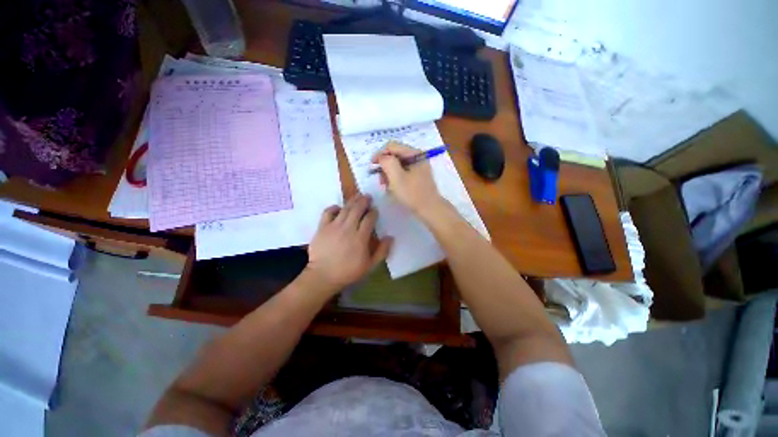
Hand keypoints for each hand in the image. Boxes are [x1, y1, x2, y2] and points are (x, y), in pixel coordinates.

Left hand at [305, 194, 392, 294]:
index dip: (373, 212)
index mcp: (360, 238)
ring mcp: (333, 226)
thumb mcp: (370, 265)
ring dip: (352, 201)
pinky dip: (334, 207)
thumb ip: (382, 251)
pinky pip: (328, 212)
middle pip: (357, 209)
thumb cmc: (348, 271)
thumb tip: (390, 237)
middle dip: (364, 201)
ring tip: (357, 196)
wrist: (323, 276)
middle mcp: (348, 229)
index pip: (369, 219)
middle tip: (368, 196)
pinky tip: (338, 208)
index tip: (375, 210)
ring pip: (345, 208)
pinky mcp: (322, 227)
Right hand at [371, 141, 444, 213]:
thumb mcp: (397, 177)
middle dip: (385, 165)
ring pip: (398, 164)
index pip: (392, 146)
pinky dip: (396, 177)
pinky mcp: (418, 176)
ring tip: (385, 185)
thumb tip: (381, 157)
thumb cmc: (412, 193)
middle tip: (380, 179)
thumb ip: (387, 162)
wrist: (430, 209)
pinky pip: (403, 172)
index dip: (379, 154)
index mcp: (414, 153)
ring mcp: (419, 166)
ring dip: (389, 173)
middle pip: (395, 155)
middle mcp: (417, 156)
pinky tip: (392, 187)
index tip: (372, 166)